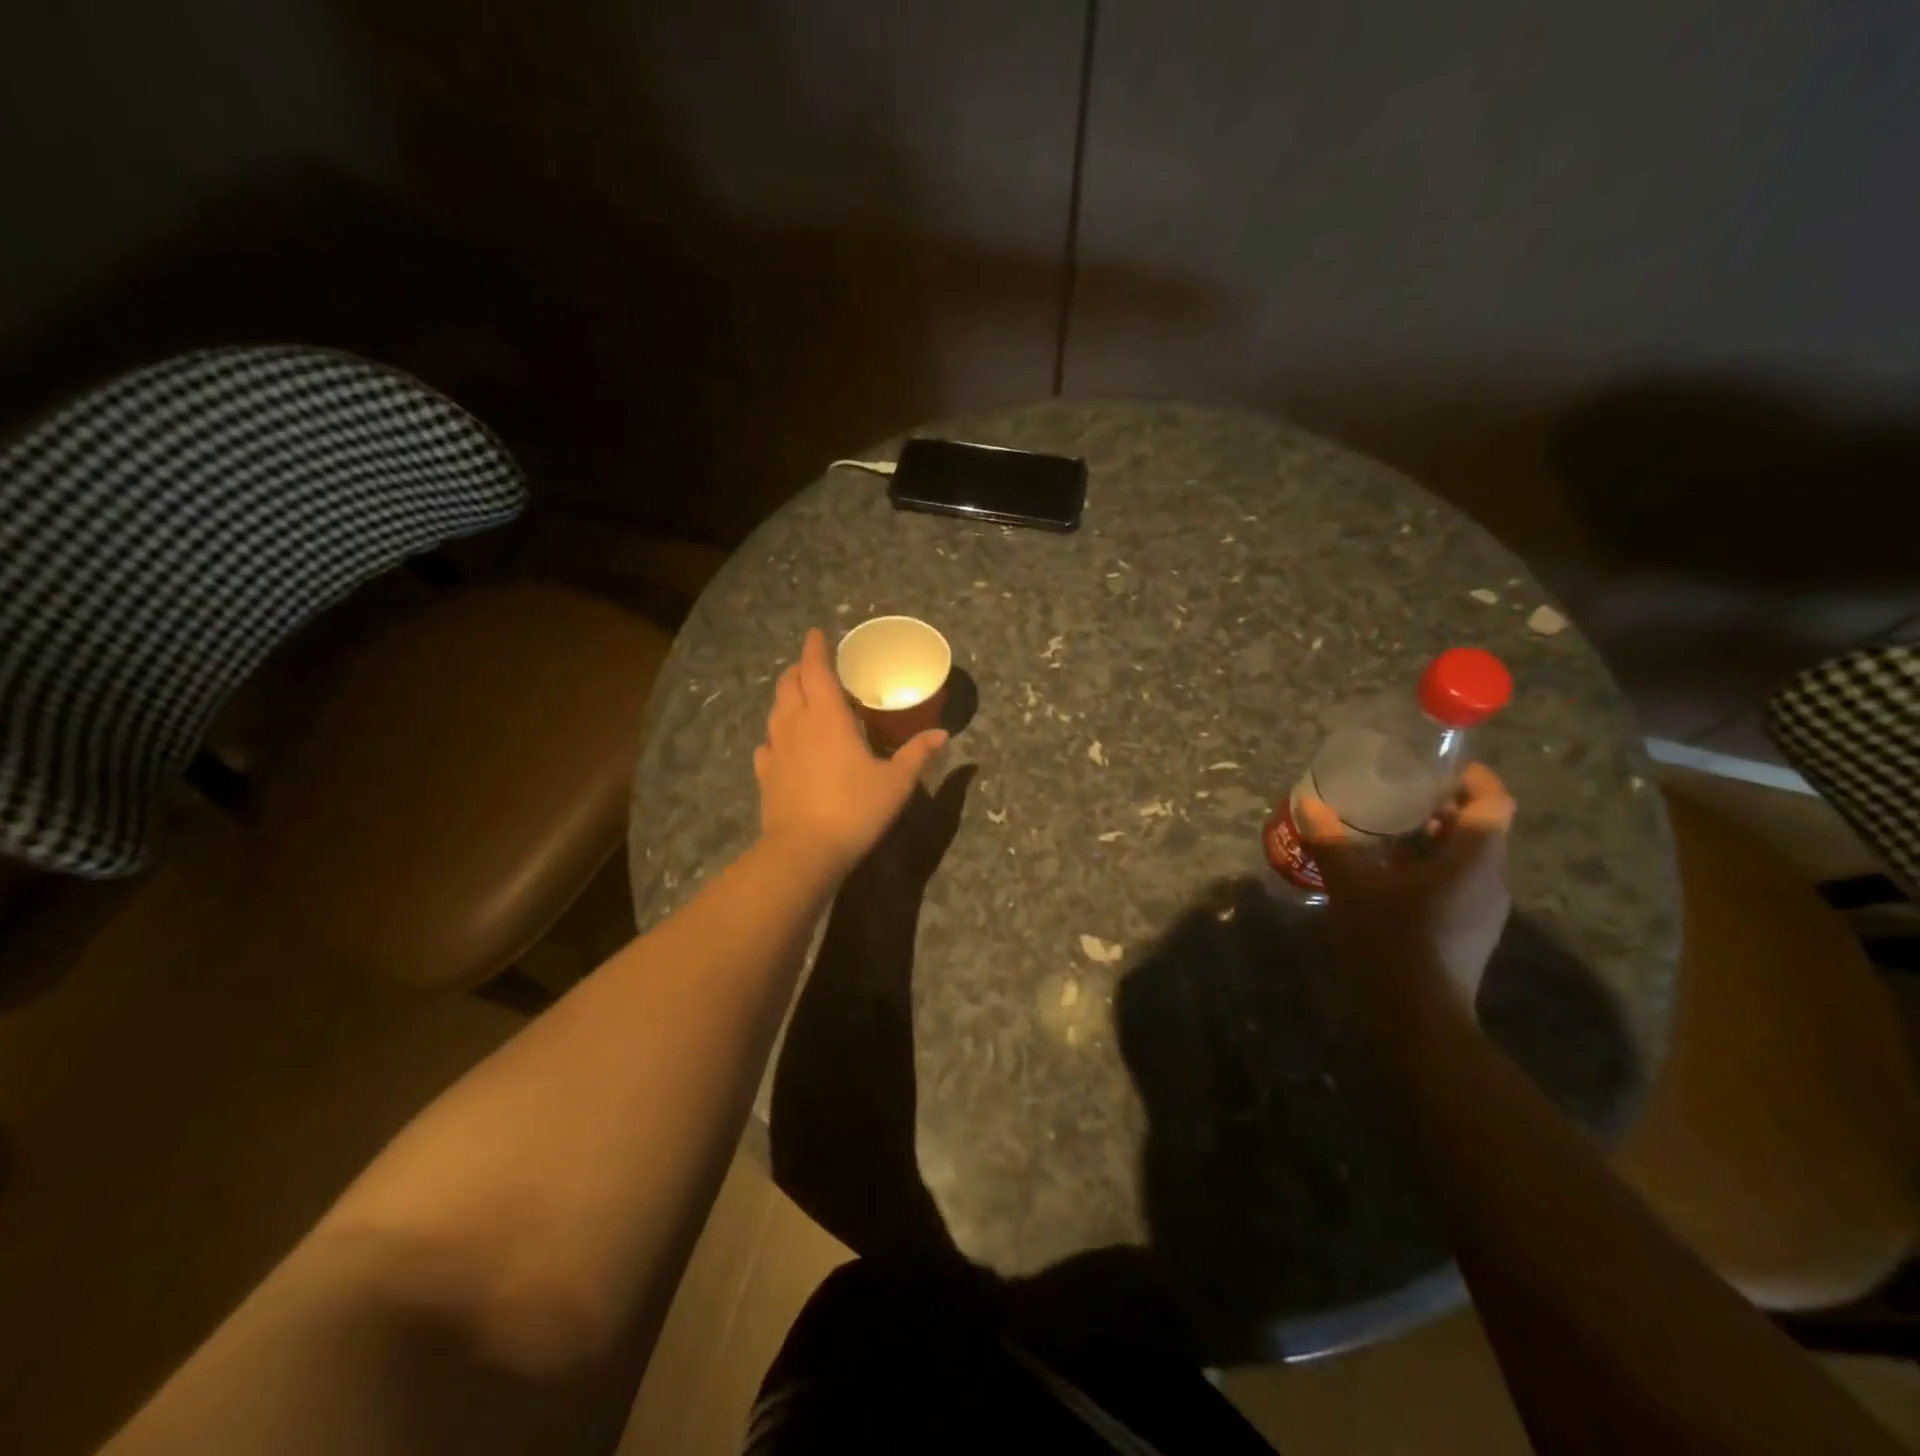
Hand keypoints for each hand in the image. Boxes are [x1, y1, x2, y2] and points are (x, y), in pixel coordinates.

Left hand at [754, 628, 947, 879]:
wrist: (804, 851)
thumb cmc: (854, 810)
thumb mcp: (895, 783)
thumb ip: (917, 755)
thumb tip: (942, 735)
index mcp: (827, 717)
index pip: (816, 670)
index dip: (815, 648)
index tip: (816, 633)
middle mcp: (796, 724)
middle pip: (789, 684)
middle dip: (799, 669)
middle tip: (814, 666)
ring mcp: (775, 749)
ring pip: (775, 710)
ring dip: (787, 697)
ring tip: (802, 699)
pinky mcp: (765, 774)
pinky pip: (768, 743)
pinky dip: (777, 734)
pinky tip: (786, 745)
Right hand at [1297, 762, 1515, 1007]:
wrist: (1416, 1020)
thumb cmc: (1390, 942)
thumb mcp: (1352, 887)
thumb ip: (1332, 843)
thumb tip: (1309, 804)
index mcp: (1473, 860)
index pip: (1495, 803)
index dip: (1474, 779)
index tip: (1439, 769)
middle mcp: (1490, 881)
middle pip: (1482, 829)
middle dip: (1444, 808)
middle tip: (1399, 797)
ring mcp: (1485, 911)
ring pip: (1470, 859)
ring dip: (1436, 840)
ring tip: (1389, 833)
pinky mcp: (1471, 933)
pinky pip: (1461, 884)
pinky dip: (1434, 868)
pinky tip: (1392, 877)